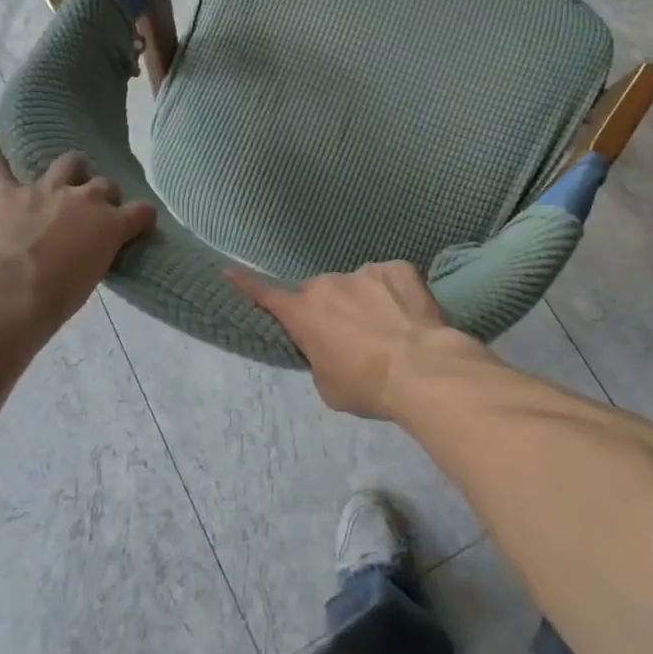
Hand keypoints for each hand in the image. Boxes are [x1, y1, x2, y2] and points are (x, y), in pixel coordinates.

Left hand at [0, 125, 156, 362]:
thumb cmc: (55, 302)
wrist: (6, 302)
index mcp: (111, 224)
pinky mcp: (6, 194)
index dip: (141, 218)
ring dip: (71, 170)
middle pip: (104, 184)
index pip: (142, 211)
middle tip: (92, 215)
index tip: (139, 226)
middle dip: (103, 196)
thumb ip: (98, 252)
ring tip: (66, 178)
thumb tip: (92, 248)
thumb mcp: (93, 278)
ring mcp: (44, 191)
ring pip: (68, 163)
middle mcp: (83, 198)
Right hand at [227, 262, 480, 419]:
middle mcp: (328, 284)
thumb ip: (318, 356)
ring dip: (366, 302)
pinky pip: (390, 279)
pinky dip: (396, 295)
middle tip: (353, 337)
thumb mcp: (328, 385)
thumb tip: (327, 344)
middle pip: (322, 294)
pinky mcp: (399, 267)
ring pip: (358, 285)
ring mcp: (365, 271)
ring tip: (391, 331)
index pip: (266, 295)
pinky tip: (411, 317)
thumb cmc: (368, 386)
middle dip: (331, 309)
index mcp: (305, 312)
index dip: (246, 285)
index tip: (228, 272)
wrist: (424, 370)